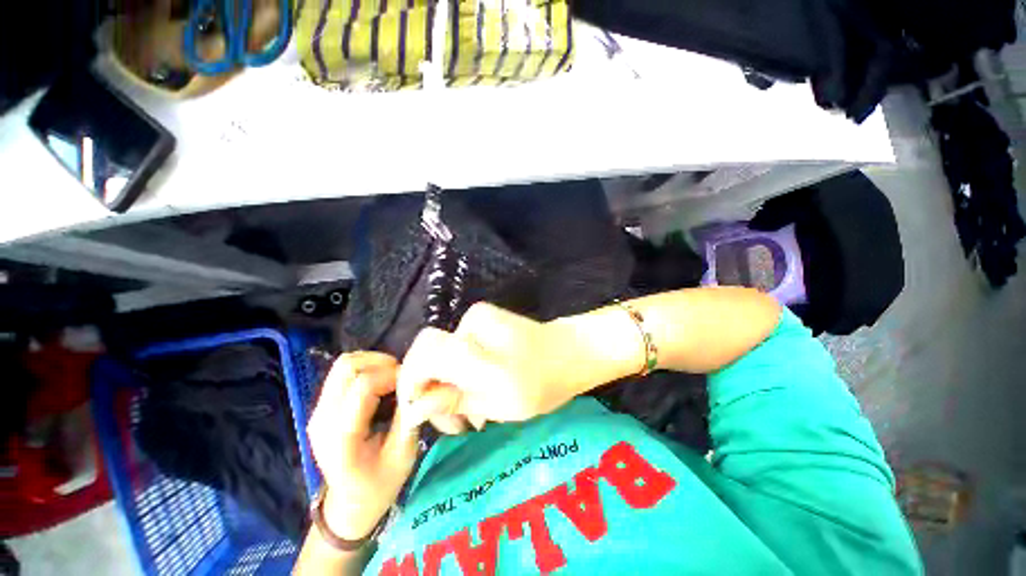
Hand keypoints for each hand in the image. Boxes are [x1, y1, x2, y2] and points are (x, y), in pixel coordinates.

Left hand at [306, 352, 419, 540]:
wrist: (348, 506)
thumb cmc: (379, 485)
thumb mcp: (403, 455)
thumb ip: (409, 417)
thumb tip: (417, 386)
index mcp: (342, 437)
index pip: (363, 386)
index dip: (392, 375)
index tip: (412, 381)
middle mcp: (323, 419)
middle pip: (347, 367)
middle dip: (381, 362)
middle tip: (401, 375)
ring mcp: (318, 412)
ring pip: (343, 365)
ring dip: (373, 363)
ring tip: (392, 377)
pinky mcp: (321, 408)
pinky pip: (342, 374)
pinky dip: (365, 369)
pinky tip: (381, 383)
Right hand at [396, 303, 590, 430]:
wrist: (569, 350)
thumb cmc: (544, 384)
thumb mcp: (500, 405)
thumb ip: (455, 401)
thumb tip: (414, 407)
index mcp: (483, 354)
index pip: (425, 354)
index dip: (412, 380)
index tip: (421, 410)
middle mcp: (474, 325)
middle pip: (428, 353)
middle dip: (430, 387)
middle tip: (454, 420)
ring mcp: (477, 315)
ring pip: (442, 352)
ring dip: (448, 381)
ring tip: (472, 410)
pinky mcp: (481, 315)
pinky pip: (455, 344)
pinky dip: (459, 367)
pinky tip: (478, 386)